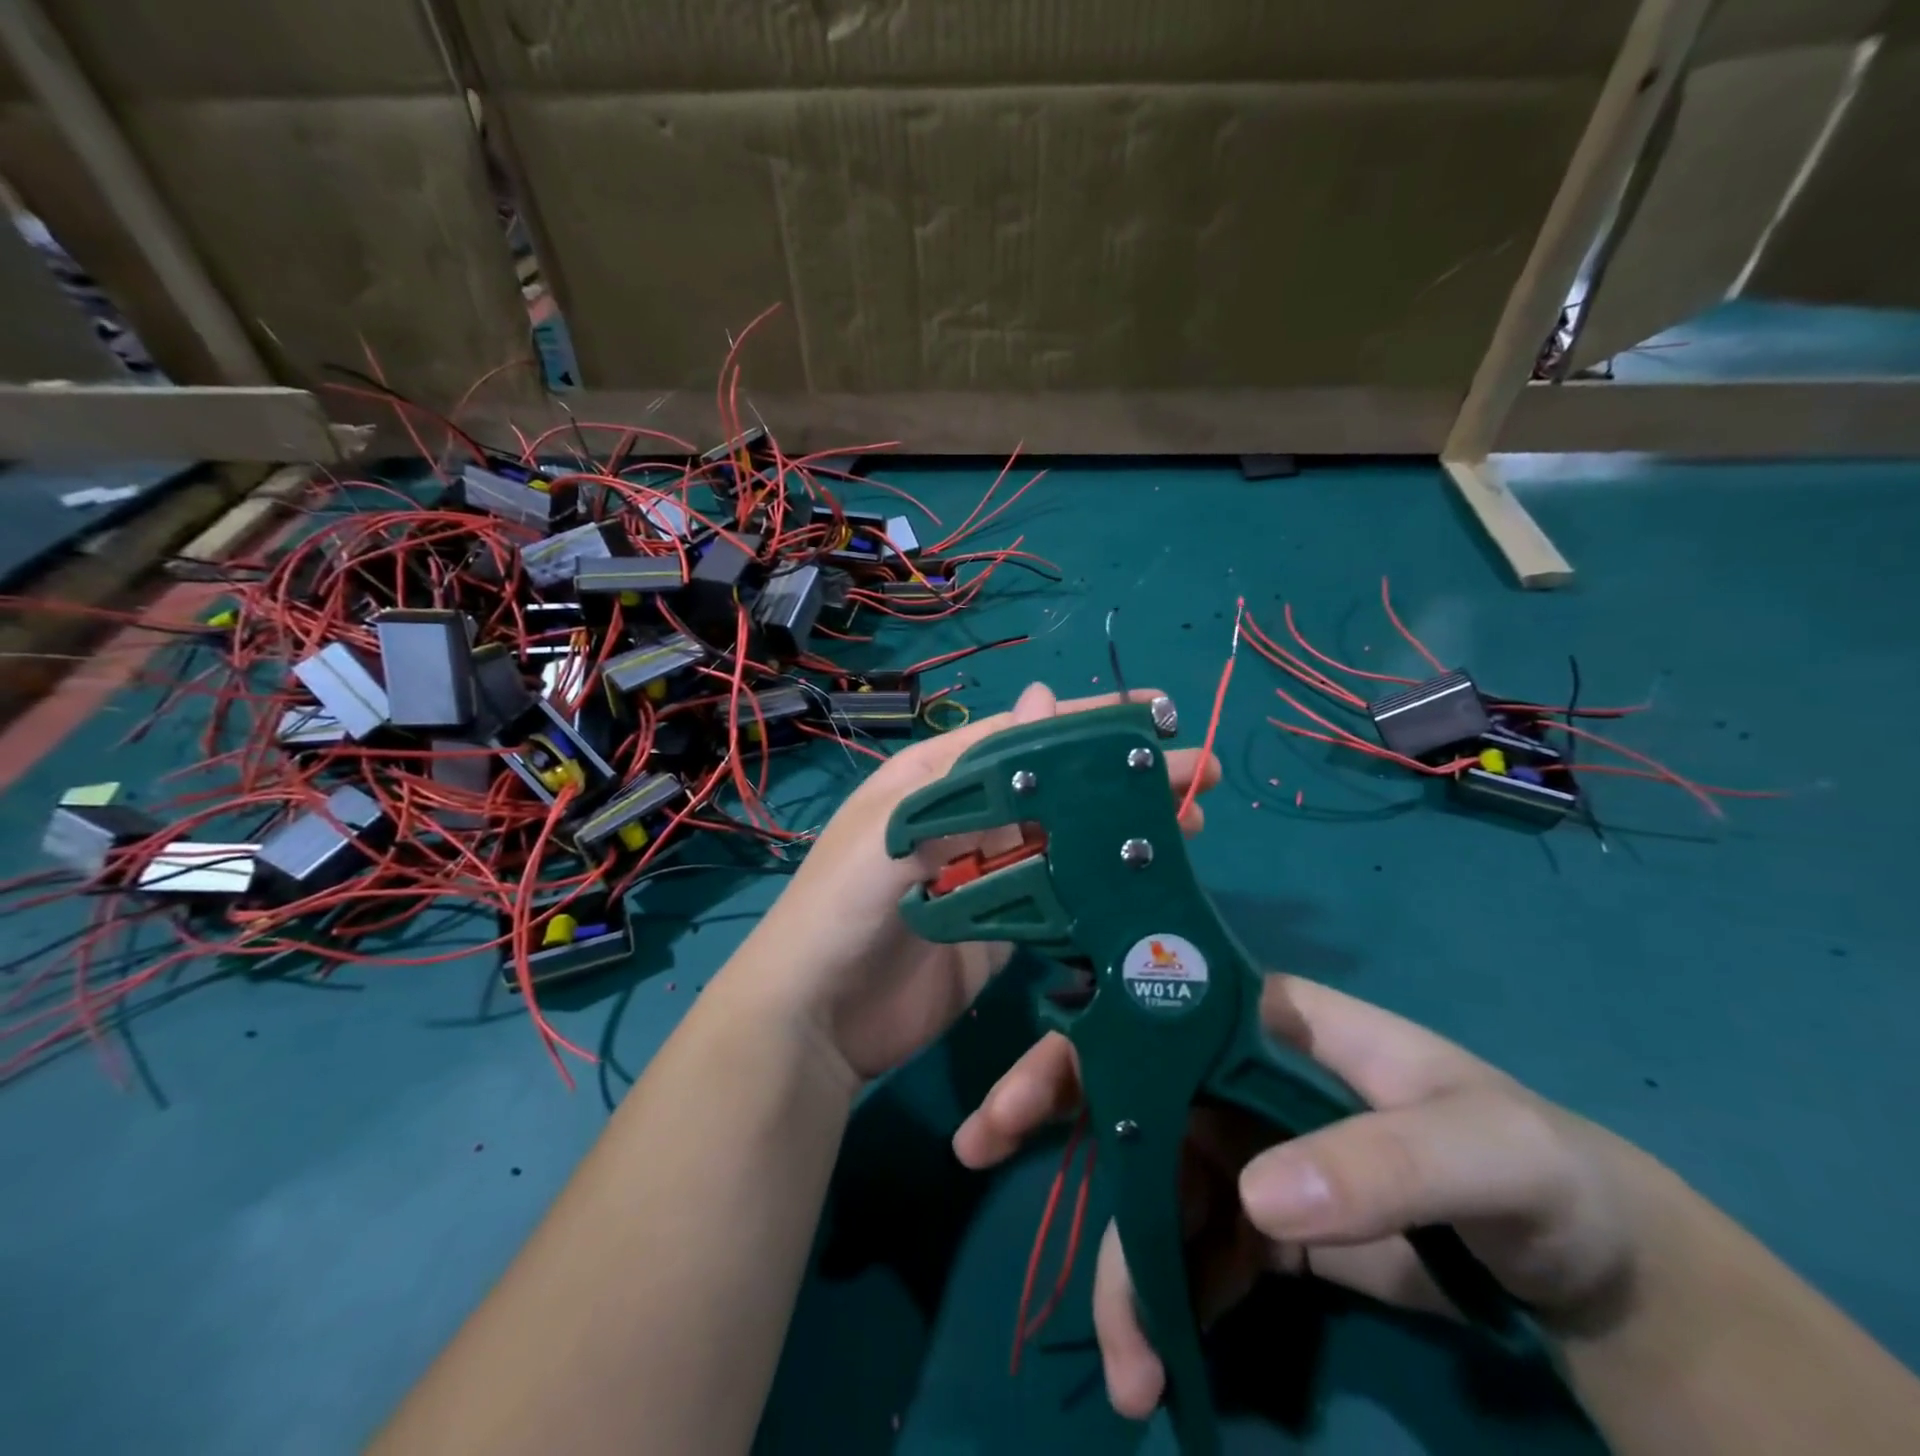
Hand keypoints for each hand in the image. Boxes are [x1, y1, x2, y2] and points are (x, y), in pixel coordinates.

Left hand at [738, 681, 1218, 1085]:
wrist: (812, 1019)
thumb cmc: (844, 906)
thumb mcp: (898, 826)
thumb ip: (969, 772)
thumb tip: (1041, 697)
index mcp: (939, 780)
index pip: (1024, 738)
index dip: (1088, 724)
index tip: (1155, 715)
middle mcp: (968, 819)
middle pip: (1057, 788)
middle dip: (1123, 778)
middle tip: (1199, 772)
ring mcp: (987, 877)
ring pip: (1067, 840)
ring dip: (1123, 830)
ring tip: (1192, 821)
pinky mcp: (1001, 930)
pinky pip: (1059, 898)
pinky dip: (1100, 886)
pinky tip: (1146, 880)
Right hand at [953, 974, 1666, 1418]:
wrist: (1593, 1264)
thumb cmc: (1536, 1167)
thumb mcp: (1478, 1150)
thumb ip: (1378, 1165)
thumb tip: (1254, 1200)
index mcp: (1266, 1021)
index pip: (1152, 1006)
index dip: (1081, 1038)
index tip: (1022, 1092)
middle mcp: (1238, 1071)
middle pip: (1130, 1087)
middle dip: (1056, 1120)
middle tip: (981, 1154)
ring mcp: (1249, 1146)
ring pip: (1152, 1180)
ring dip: (1123, 1260)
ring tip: (1126, 1362)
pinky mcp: (1268, 1222)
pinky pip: (1194, 1245)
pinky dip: (1170, 1297)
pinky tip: (1164, 1356)